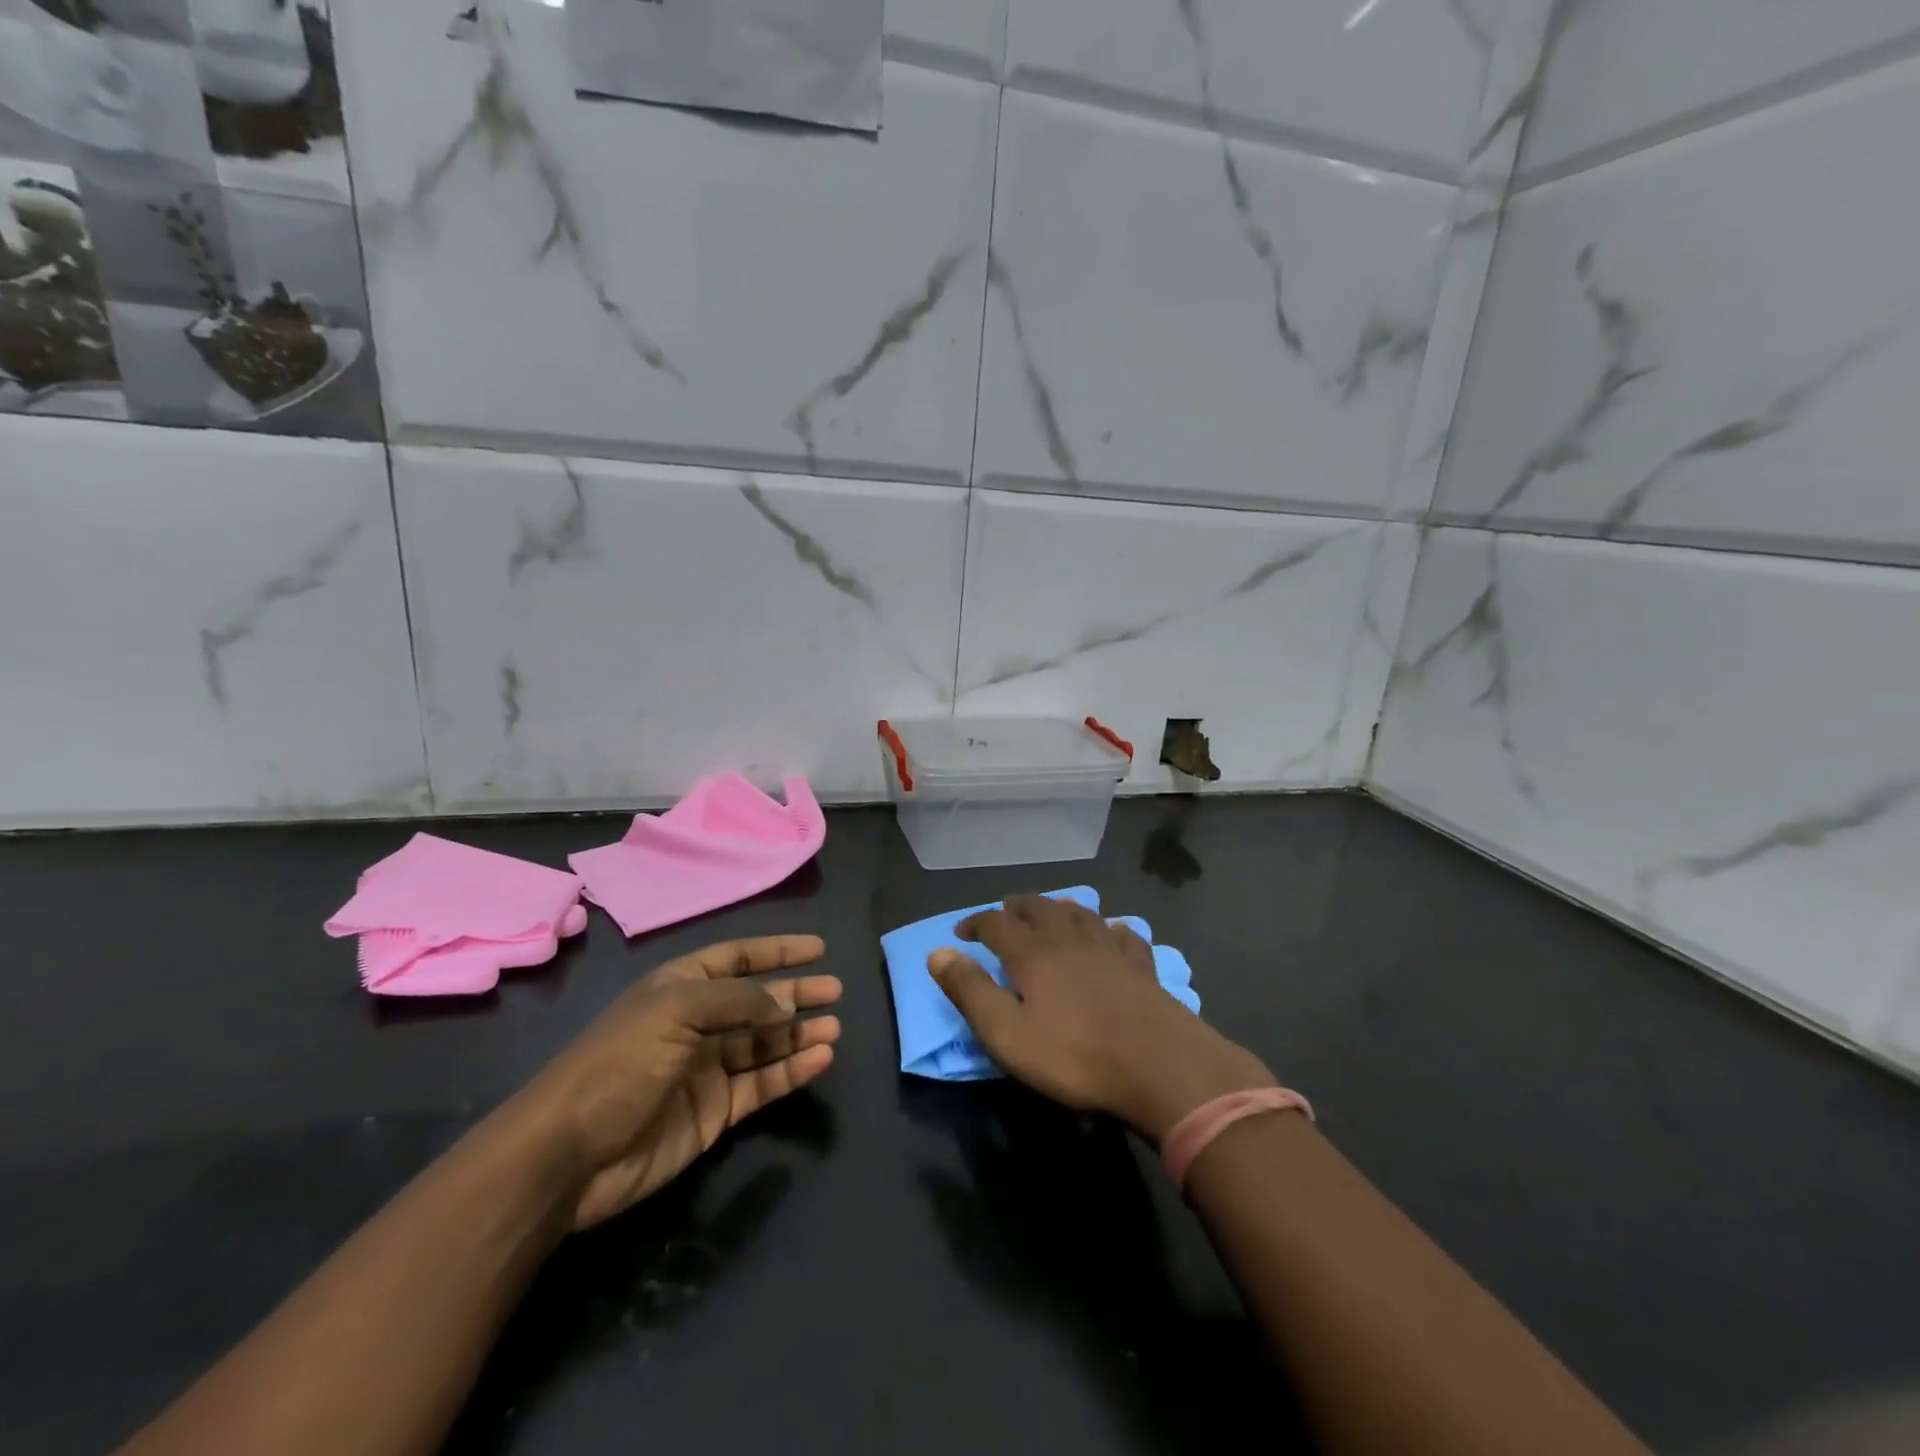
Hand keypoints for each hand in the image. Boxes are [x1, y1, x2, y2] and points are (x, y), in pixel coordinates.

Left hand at [515, 935, 841, 1230]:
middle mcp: (696, 1024)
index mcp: (681, 989)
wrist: (569, 1156)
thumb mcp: (676, 1011)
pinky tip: (819, 1060)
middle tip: (835, 991)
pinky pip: (762, 1085)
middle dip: (795, 994)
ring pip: (764, 1045)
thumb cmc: (620, 1063)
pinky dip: (791, 1072)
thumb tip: (785, 1005)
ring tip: (834, 1028)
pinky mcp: (715, 1112)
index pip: (737, 959)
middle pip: (757, 1001)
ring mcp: (706, 1070)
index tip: (817, 949)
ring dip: (799, 1035)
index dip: (776, 951)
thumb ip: (738, 1001)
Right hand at [929, 896, 1273, 1143]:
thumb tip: (937, 953)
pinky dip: (1109, 929)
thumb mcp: (1006, 1033)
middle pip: (1038, 907)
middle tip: (1003, 915)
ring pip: (1079, 913)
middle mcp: (1068, 939)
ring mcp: (1109, 949)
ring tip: (1050, 914)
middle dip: (1016, 907)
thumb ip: (970, 991)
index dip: (975, 923)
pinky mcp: (1141, 966)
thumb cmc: (1074, 1054)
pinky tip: (1111, 933)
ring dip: (1058, 909)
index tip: (961, 932)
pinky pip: (1122, 934)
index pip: (995, 923)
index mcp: (1032, 953)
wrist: (1159, 1064)